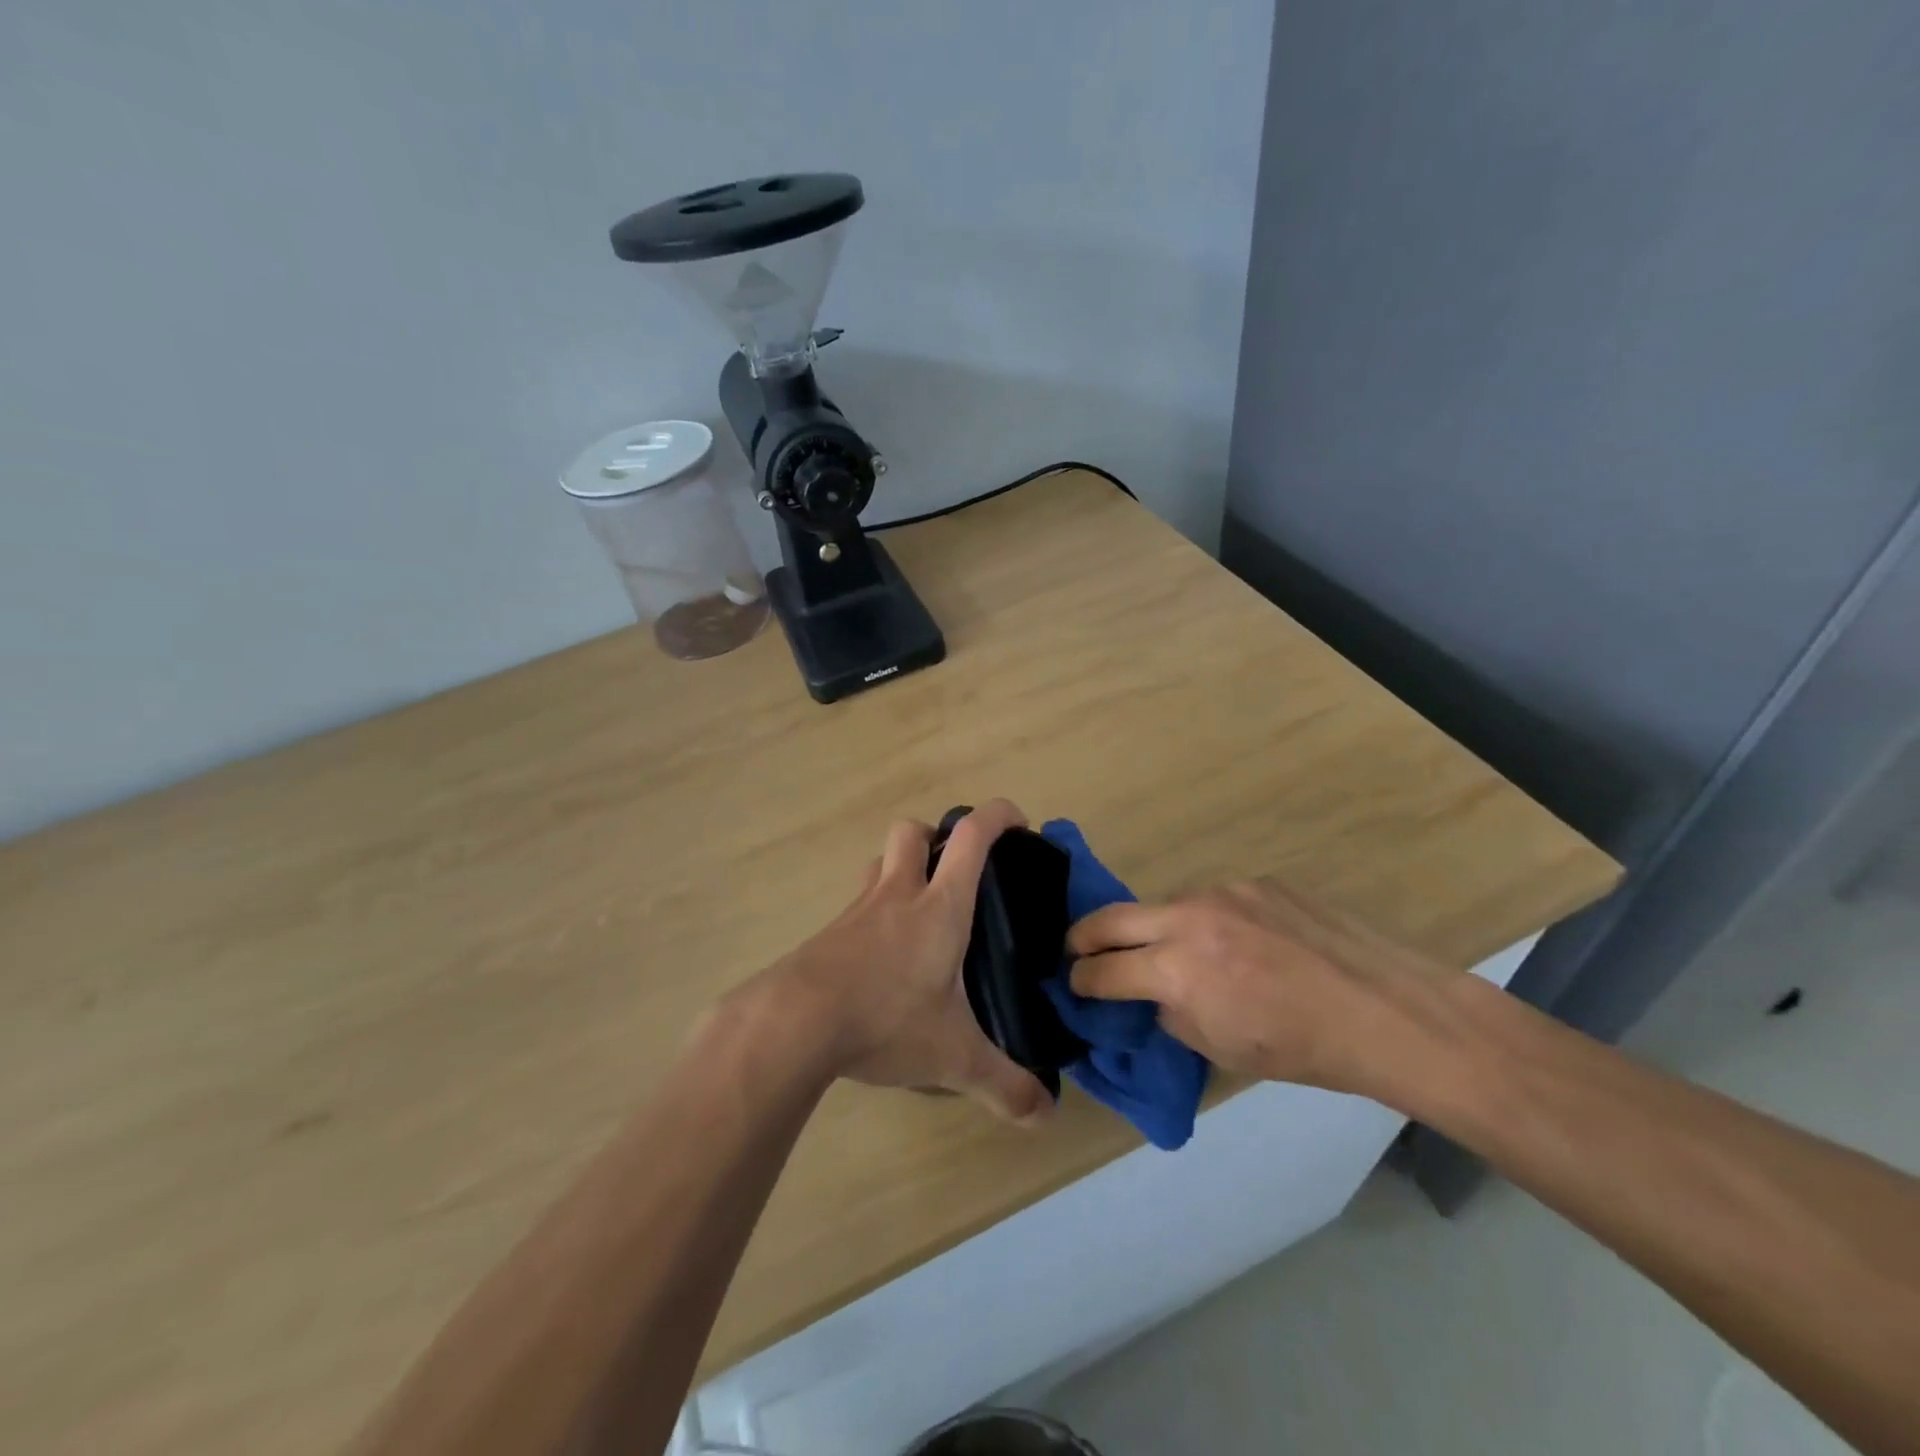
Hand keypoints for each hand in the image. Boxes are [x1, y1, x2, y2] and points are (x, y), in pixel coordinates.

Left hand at [749, 799, 1053, 1124]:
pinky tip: (882, 957)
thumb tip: (1045, 1114)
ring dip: (902, 868)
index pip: (971, 836)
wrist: (794, 1023)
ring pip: (881, 862)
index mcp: (940, 906)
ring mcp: (858, 910)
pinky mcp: (829, 933)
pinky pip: (858, 904)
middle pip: (913, 831)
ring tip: (921, 910)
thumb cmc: (885, 1020)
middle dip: (937, 835)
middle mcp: (898, 894)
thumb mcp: (953, 1057)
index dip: (997, 815)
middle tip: (957, 871)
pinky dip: (876, 912)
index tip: (1018, 822)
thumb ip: (1003, 1084)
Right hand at [1066, 878, 1452, 1096]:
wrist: (1383, 1010)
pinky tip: (1236, 942)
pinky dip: (1205, 921)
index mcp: (1178, 969)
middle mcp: (1189, 918)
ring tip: (1174, 952)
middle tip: (1077, 950)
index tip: (1074, 983)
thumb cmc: (1301, 1048)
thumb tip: (1152, 995)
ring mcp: (1223, 892)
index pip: (1104, 970)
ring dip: (1153, 928)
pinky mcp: (1255, 881)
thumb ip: (1171, 1012)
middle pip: (1111, 917)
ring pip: (1164, 904)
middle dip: (1085, 936)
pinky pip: (1211, 899)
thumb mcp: (1220, 1048)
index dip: (1082, 980)